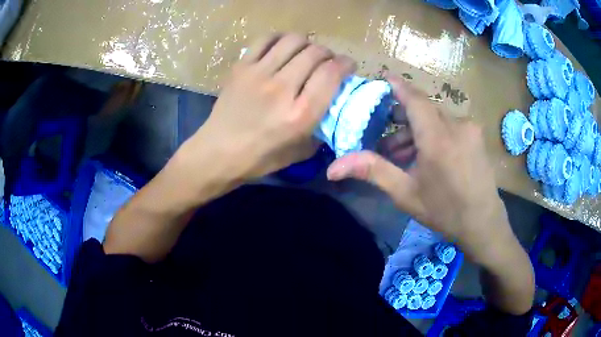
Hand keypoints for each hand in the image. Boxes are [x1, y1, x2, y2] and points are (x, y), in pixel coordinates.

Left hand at [179, 33, 355, 180]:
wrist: (218, 152)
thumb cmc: (260, 158)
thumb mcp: (301, 151)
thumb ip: (322, 126)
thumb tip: (334, 104)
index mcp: (300, 114)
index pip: (331, 73)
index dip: (346, 64)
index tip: (348, 65)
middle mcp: (282, 88)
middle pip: (315, 53)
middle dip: (328, 53)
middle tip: (326, 61)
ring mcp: (259, 74)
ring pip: (293, 41)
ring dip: (307, 43)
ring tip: (305, 53)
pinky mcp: (241, 67)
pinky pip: (265, 39)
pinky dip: (279, 38)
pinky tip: (282, 47)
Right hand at [326, 76, 511, 261]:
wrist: (484, 224)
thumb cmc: (445, 211)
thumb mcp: (406, 194)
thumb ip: (372, 172)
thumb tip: (333, 168)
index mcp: (438, 137)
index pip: (414, 98)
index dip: (397, 86)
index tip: (382, 79)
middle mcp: (457, 124)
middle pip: (423, 109)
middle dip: (401, 119)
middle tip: (384, 140)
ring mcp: (470, 129)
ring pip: (437, 117)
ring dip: (417, 130)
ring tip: (403, 156)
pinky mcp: (476, 135)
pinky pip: (450, 125)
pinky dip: (434, 133)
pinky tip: (426, 156)